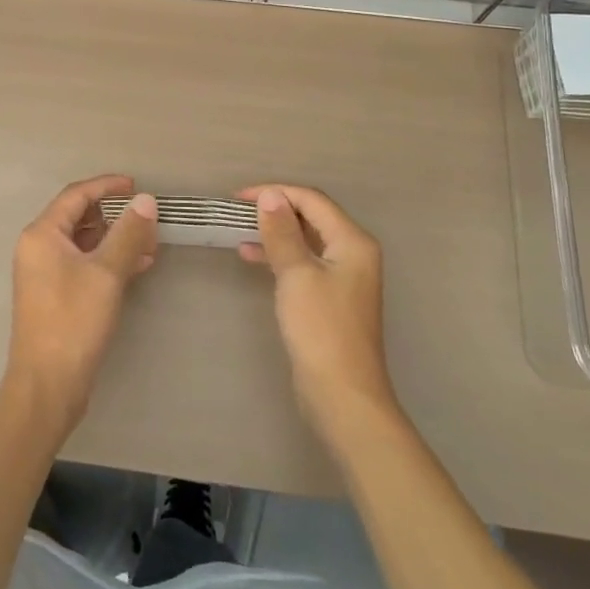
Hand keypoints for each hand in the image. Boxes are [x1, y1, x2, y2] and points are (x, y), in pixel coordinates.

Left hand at [6, 176, 158, 436]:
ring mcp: (44, 273)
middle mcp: (38, 247)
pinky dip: (108, 260)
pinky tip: (137, 266)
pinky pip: (83, 264)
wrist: (47, 386)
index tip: (137, 186)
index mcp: (42, 234)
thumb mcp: (106, 273)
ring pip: (84, 242)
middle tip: (147, 219)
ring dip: (115, 239)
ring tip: (150, 244)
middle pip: (79, 216)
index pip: (76, 195)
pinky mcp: (55, 295)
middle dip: (115, 215)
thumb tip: (146, 200)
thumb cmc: (73, 322)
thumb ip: (127, 233)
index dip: (107, 186)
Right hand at [238, 185, 397, 442]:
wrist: (342, 396)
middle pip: (311, 216)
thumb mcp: (296, 274)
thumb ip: (282, 232)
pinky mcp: (330, 298)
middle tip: (237, 211)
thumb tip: (270, 195)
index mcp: (352, 241)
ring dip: (274, 232)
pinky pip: (303, 262)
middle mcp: (353, 252)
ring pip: (305, 239)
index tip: (238, 198)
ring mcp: (343, 277)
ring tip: (239, 231)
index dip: (275, 192)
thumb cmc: (320, 329)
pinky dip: (279, 255)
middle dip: (275, 209)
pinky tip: (252, 256)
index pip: (311, 200)